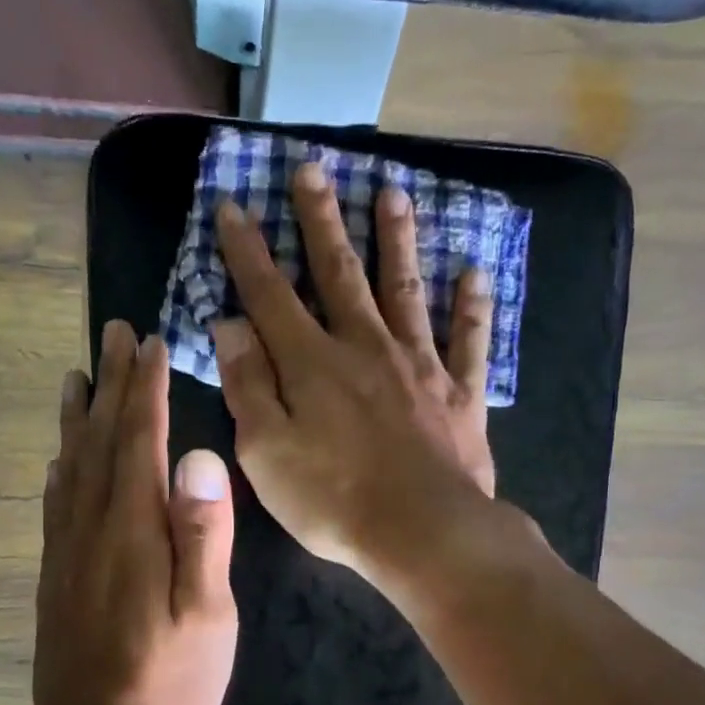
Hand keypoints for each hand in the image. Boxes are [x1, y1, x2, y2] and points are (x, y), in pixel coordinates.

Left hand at [33, 322, 237, 704]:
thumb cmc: (169, 680)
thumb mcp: (207, 614)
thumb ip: (203, 534)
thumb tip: (198, 456)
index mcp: (134, 530)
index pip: (140, 441)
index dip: (146, 389)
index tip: (150, 344)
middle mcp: (93, 527)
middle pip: (102, 440)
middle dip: (113, 384)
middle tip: (115, 334)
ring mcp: (68, 550)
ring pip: (72, 464)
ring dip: (79, 415)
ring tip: (79, 374)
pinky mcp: (57, 573)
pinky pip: (56, 503)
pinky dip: (61, 465)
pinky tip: (61, 455)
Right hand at [211, 162, 498, 585]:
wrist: (423, 533)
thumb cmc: (333, 499)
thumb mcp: (266, 452)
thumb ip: (248, 385)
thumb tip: (229, 325)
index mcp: (311, 363)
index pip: (270, 294)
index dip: (248, 251)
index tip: (234, 206)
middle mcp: (365, 347)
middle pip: (339, 273)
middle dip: (321, 221)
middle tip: (312, 170)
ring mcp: (419, 366)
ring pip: (405, 290)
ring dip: (397, 240)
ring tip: (392, 194)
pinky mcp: (459, 394)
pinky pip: (468, 341)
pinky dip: (471, 306)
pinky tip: (475, 272)